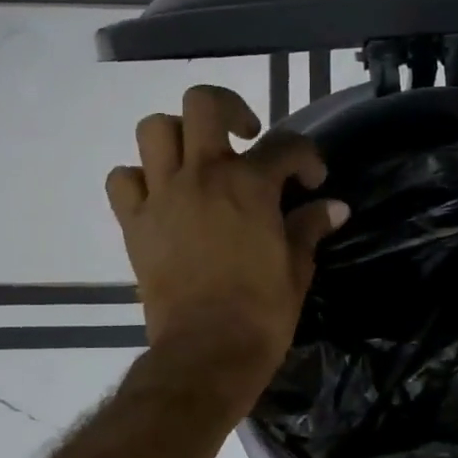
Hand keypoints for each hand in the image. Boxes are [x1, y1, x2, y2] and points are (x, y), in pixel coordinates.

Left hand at [108, 86, 347, 399]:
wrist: (207, 354)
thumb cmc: (262, 312)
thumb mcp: (297, 267)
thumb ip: (310, 227)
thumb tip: (334, 207)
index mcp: (249, 185)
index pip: (285, 145)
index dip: (305, 157)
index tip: (313, 181)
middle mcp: (202, 176)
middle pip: (203, 104)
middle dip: (229, 109)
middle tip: (245, 137)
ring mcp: (162, 197)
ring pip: (155, 130)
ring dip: (179, 136)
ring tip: (199, 161)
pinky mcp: (134, 224)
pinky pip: (124, 180)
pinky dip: (140, 178)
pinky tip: (162, 196)